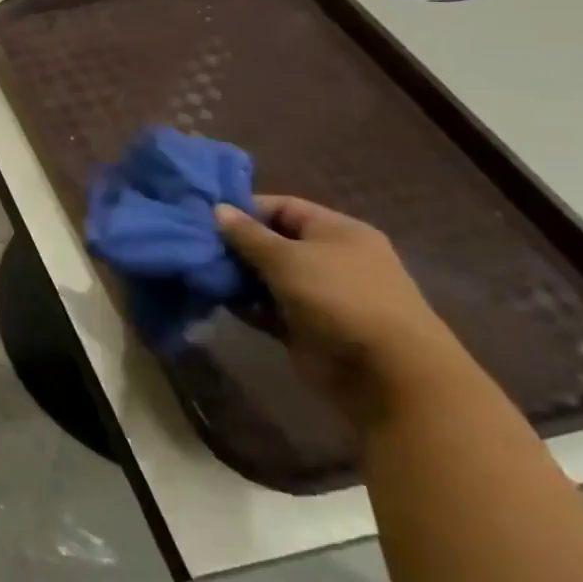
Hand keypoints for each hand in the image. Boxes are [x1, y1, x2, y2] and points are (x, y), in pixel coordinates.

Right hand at [215, 196, 468, 422]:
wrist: (387, 374)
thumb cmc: (339, 297)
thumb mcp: (286, 258)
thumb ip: (247, 234)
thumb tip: (217, 209)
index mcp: (337, 232)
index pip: (283, 207)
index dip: (244, 209)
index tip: (205, 216)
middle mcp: (330, 259)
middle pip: (272, 242)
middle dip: (235, 245)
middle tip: (195, 246)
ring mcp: (320, 295)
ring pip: (267, 276)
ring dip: (236, 276)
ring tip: (199, 272)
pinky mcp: (307, 326)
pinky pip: (268, 307)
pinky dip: (245, 304)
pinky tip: (216, 299)